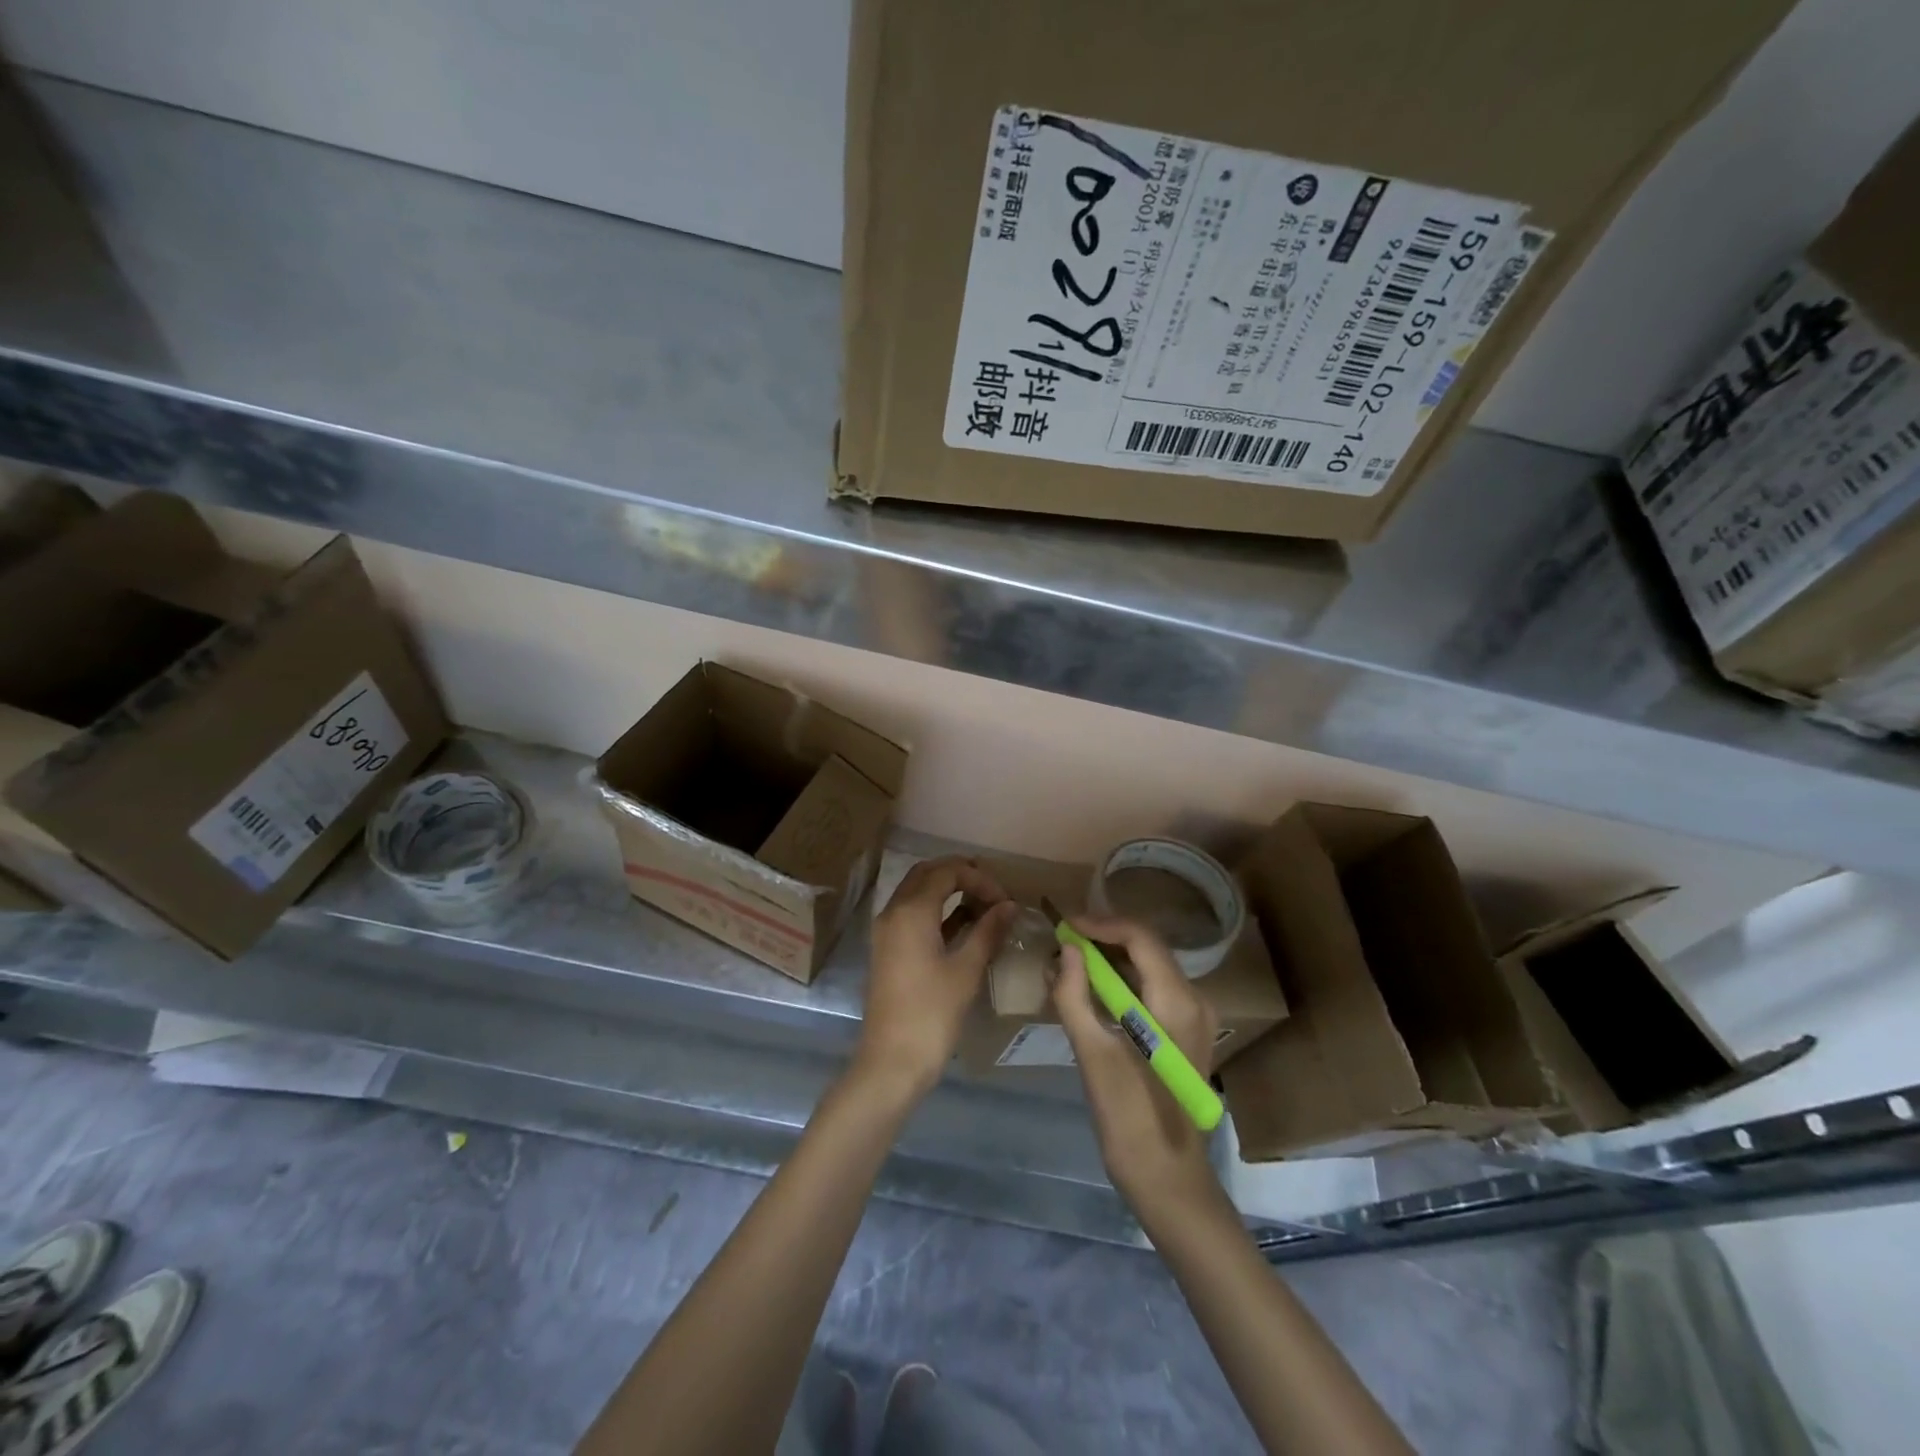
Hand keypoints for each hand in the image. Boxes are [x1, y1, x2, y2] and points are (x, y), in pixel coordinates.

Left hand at [858, 857, 1016, 1097]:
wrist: (891, 1062)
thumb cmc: (931, 1014)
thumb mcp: (966, 970)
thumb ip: (987, 931)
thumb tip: (1009, 905)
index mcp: (910, 911)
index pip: (946, 871)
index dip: (979, 878)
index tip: (1005, 901)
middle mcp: (893, 911)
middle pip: (927, 874)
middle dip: (961, 876)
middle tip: (993, 893)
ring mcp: (887, 930)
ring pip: (917, 892)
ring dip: (948, 891)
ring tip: (984, 907)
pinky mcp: (888, 949)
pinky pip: (912, 914)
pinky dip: (937, 911)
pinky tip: (965, 925)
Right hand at [1053, 915, 1223, 1228]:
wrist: (1169, 1179)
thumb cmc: (1129, 1119)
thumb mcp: (1092, 1055)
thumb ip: (1075, 996)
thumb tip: (1065, 950)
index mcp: (1176, 1002)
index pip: (1140, 937)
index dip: (1100, 924)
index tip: (1064, 926)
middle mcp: (1195, 1000)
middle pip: (1147, 948)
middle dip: (1102, 940)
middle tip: (1061, 943)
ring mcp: (1195, 1017)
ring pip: (1150, 968)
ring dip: (1110, 961)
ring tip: (1068, 965)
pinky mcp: (1188, 1033)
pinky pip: (1154, 990)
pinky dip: (1123, 983)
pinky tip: (1090, 992)